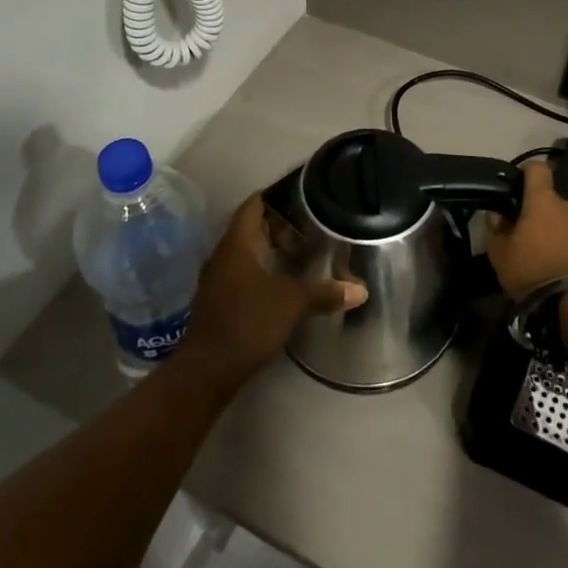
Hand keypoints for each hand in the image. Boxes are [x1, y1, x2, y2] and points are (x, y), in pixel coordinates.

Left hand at [175, 194, 367, 390]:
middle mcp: (224, 255)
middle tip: (312, 234)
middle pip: (253, 227)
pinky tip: (285, 287)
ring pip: (249, 253)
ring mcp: (218, 279)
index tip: (305, 199)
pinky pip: (244, 274)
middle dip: (281, 228)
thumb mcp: (292, 303)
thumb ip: (325, 292)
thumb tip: (361, 290)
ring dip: (273, 252)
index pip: (255, 204)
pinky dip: (265, 273)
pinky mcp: (219, 302)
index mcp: (237, 243)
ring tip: (304, 259)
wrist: (206, 371)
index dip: (278, 196)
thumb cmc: (247, 322)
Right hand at [486, 162, 567, 300]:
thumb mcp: (500, 254)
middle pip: (548, 200)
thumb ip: (496, 230)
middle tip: (520, 232)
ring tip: (538, 255)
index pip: (537, 168)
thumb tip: (497, 216)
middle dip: (535, 212)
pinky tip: (554, 268)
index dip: (525, 172)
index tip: (513, 186)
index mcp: (543, 200)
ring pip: (562, 221)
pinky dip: (564, 247)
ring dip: (551, 231)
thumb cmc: (533, 269)